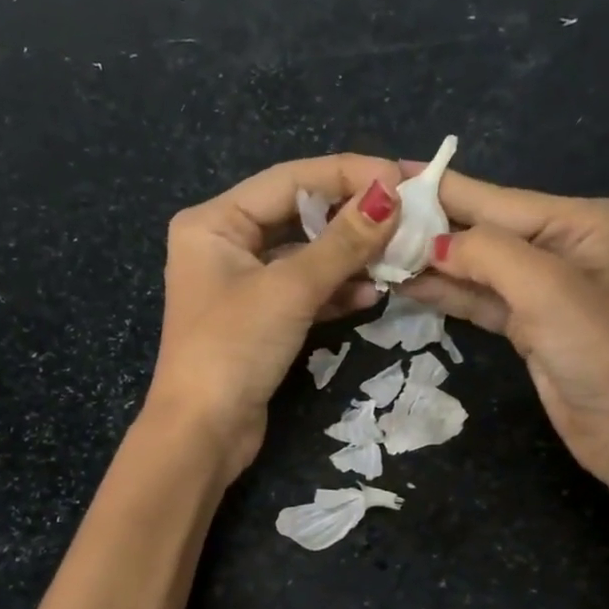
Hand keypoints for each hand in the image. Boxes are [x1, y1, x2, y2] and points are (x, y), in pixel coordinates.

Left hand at [146, 154, 403, 474]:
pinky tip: (371, 294)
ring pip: (306, 257)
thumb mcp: (289, 290)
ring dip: (349, 258)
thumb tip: (390, 197)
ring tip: (397, 257)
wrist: (202, 434)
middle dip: (351, 219)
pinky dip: (335, 292)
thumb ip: (342, 243)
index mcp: (214, 222)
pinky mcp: (260, 321)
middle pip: (298, 216)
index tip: (399, 178)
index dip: (346, 174)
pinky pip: (304, 292)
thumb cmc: (234, 349)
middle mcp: (225, 245)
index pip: (289, 180)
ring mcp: (242, 285)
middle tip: (406, 218)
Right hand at [400, 166, 608, 488]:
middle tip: (369, 218)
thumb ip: (486, 253)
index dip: (440, 190)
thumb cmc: (597, 350)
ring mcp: (542, 286)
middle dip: (429, 227)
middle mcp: (561, 244)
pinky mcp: (526, 322)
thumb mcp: (545, 288)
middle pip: (483, 229)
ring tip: (375, 251)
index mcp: (579, 221)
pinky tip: (405, 284)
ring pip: (475, 266)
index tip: (384, 172)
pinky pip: (478, 298)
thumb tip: (432, 243)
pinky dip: (445, 293)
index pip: (496, 199)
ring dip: (430, 262)